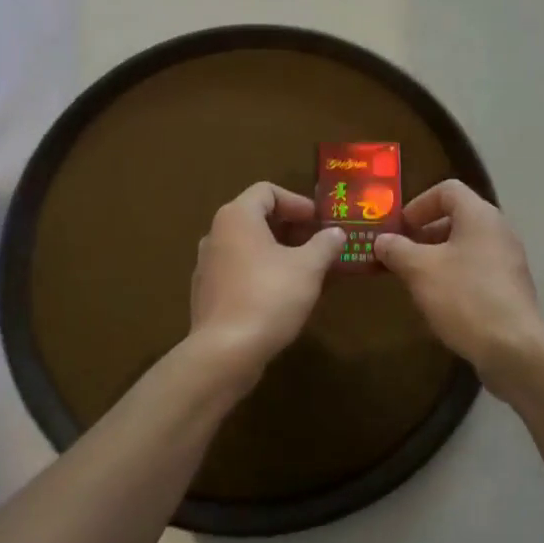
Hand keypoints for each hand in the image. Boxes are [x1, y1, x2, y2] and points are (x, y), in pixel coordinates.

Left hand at [188, 182, 345, 387]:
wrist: (225, 352)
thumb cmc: (269, 297)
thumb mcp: (308, 268)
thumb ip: (325, 244)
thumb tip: (336, 233)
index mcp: (237, 217)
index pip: (267, 191)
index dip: (297, 202)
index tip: (320, 222)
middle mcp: (216, 234)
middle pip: (257, 217)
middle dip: (291, 228)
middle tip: (319, 244)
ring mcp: (207, 265)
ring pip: (248, 246)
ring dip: (279, 252)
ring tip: (307, 270)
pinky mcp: (207, 293)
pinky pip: (239, 271)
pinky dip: (262, 273)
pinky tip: (284, 295)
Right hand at [375, 180, 543, 398]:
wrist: (513, 348)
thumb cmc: (464, 297)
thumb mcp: (420, 270)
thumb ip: (397, 250)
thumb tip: (382, 240)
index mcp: (479, 215)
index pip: (447, 190)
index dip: (418, 204)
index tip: (399, 228)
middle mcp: (498, 230)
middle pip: (457, 217)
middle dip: (424, 233)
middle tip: (400, 253)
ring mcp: (508, 260)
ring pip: (466, 245)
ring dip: (438, 256)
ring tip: (415, 279)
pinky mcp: (510, 287)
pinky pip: (477, 269)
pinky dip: (455, 275)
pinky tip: (440, 301)